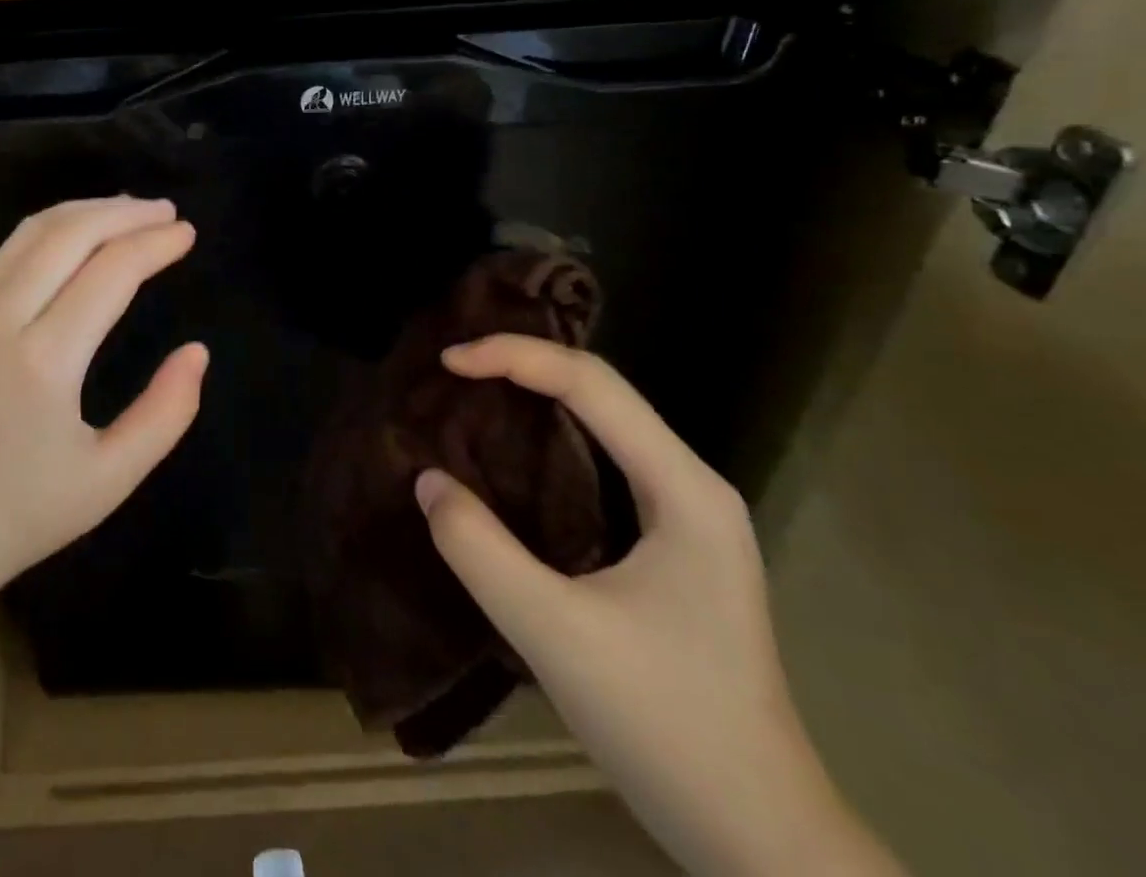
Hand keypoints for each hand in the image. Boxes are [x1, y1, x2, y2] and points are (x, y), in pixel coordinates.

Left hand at [0, 197, 205, 603]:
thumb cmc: (23, 514)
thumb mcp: (111, 478)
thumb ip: (166, 413)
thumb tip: (197, 351)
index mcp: (44, 360)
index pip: (110, 272)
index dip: (154, 245)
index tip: (186, 233)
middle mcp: (2, 320)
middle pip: (69, 235)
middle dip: (124, 213)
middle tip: (167, 210)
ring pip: (32, 233)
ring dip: (86, 212)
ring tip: (129, 210)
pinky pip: (8, 252)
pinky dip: (50, 229)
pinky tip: (75, 234)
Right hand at [415, 336, 900, 876]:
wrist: (758, 837)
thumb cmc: (665, 726)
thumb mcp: (553, 634)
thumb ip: (478, 549)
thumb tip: (428, 480)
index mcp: (682, 488)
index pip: (592, 383)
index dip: (514, 356)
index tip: (448, 362)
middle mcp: (690, 483)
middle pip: (600, 389)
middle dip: (523, 364)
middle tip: (452, 369)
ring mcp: (686, 513)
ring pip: (603, 420)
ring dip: (536, 395)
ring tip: (471, 391)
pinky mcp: (670, 542)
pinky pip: (601, 458)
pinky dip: (549, 435)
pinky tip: (511, 451)